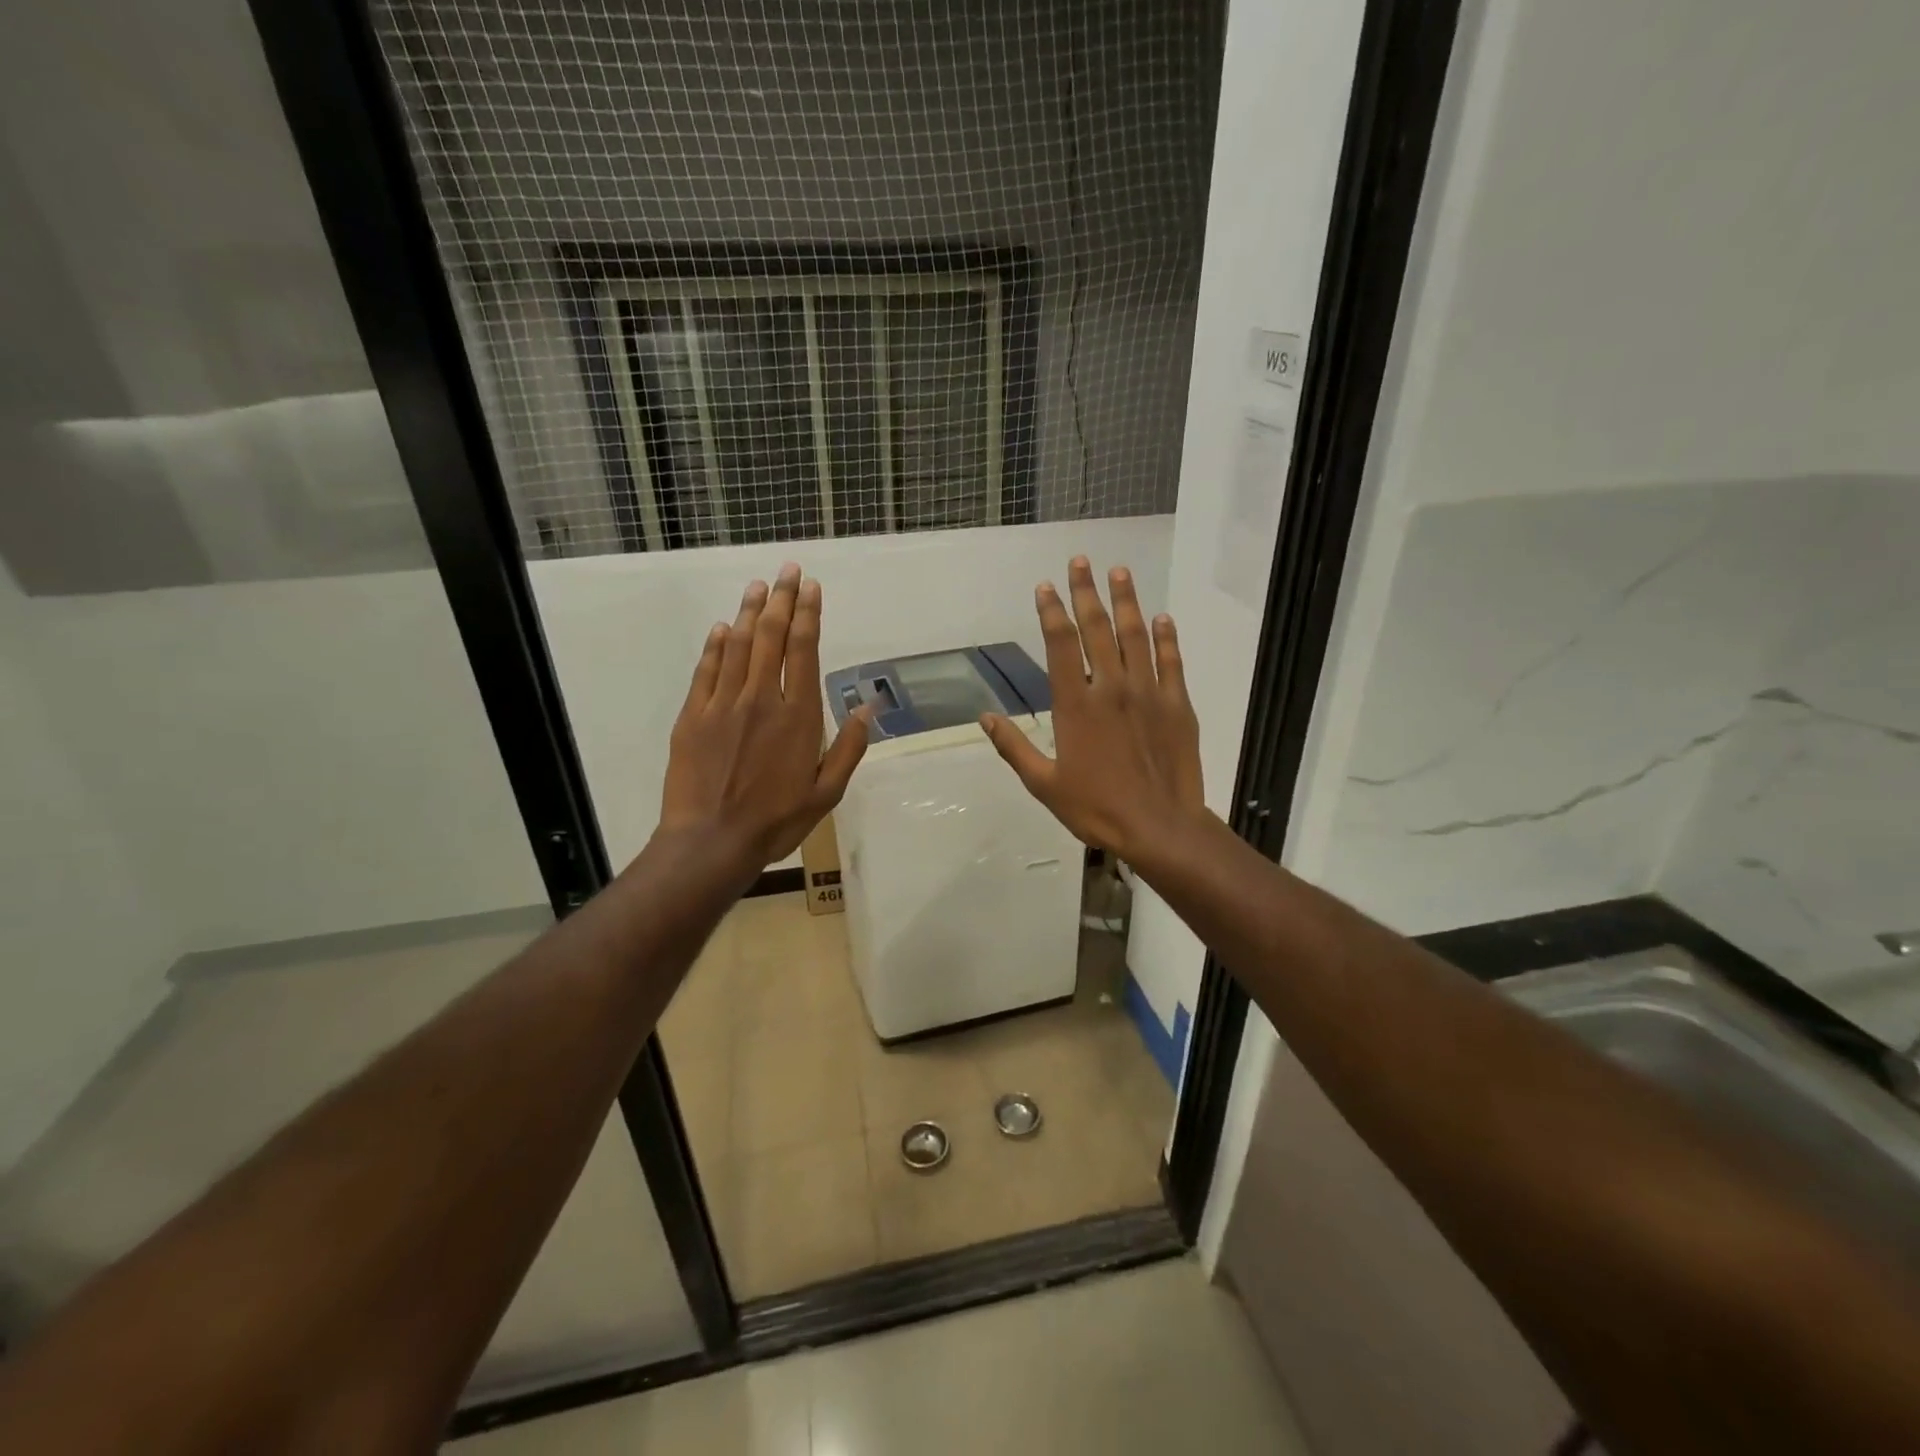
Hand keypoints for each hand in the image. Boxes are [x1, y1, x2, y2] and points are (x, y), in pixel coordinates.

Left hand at [659, 564, 868, 868]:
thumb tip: (868, 707)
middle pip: (771, 637)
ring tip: (758, 586)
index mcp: (797, 716)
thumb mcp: (827, 793)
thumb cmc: (776, 821)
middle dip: (781, 599)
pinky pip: (706, 670)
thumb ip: (848, 748)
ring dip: (749, 612)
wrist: (711, 842)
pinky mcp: (693, 716)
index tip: (811, 587)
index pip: (803, 650)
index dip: (808, 614)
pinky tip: (723, 628)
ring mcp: (723, 705)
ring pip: (738, 646)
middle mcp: (761, 699)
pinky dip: (715, 645)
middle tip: (787, 570)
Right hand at [980, 557, 1204, 861]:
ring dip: (1126, 602)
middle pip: (1097, 629)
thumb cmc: (1096, 808)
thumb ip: (1014, 747)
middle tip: (1081, 561)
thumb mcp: (1043, 784)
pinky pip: (1172, 662)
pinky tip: (1162, 618)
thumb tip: (986, 717)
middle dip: (1086, 592)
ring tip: (1119, 572)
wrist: (1159, 827)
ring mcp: (1149, 693)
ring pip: (1136, 636)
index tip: (1046, 587)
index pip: (1061, 644)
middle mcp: (1111, 687)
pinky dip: (1167, 637)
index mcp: (1075, 704)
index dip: (1051, 611)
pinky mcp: (1178, 705)